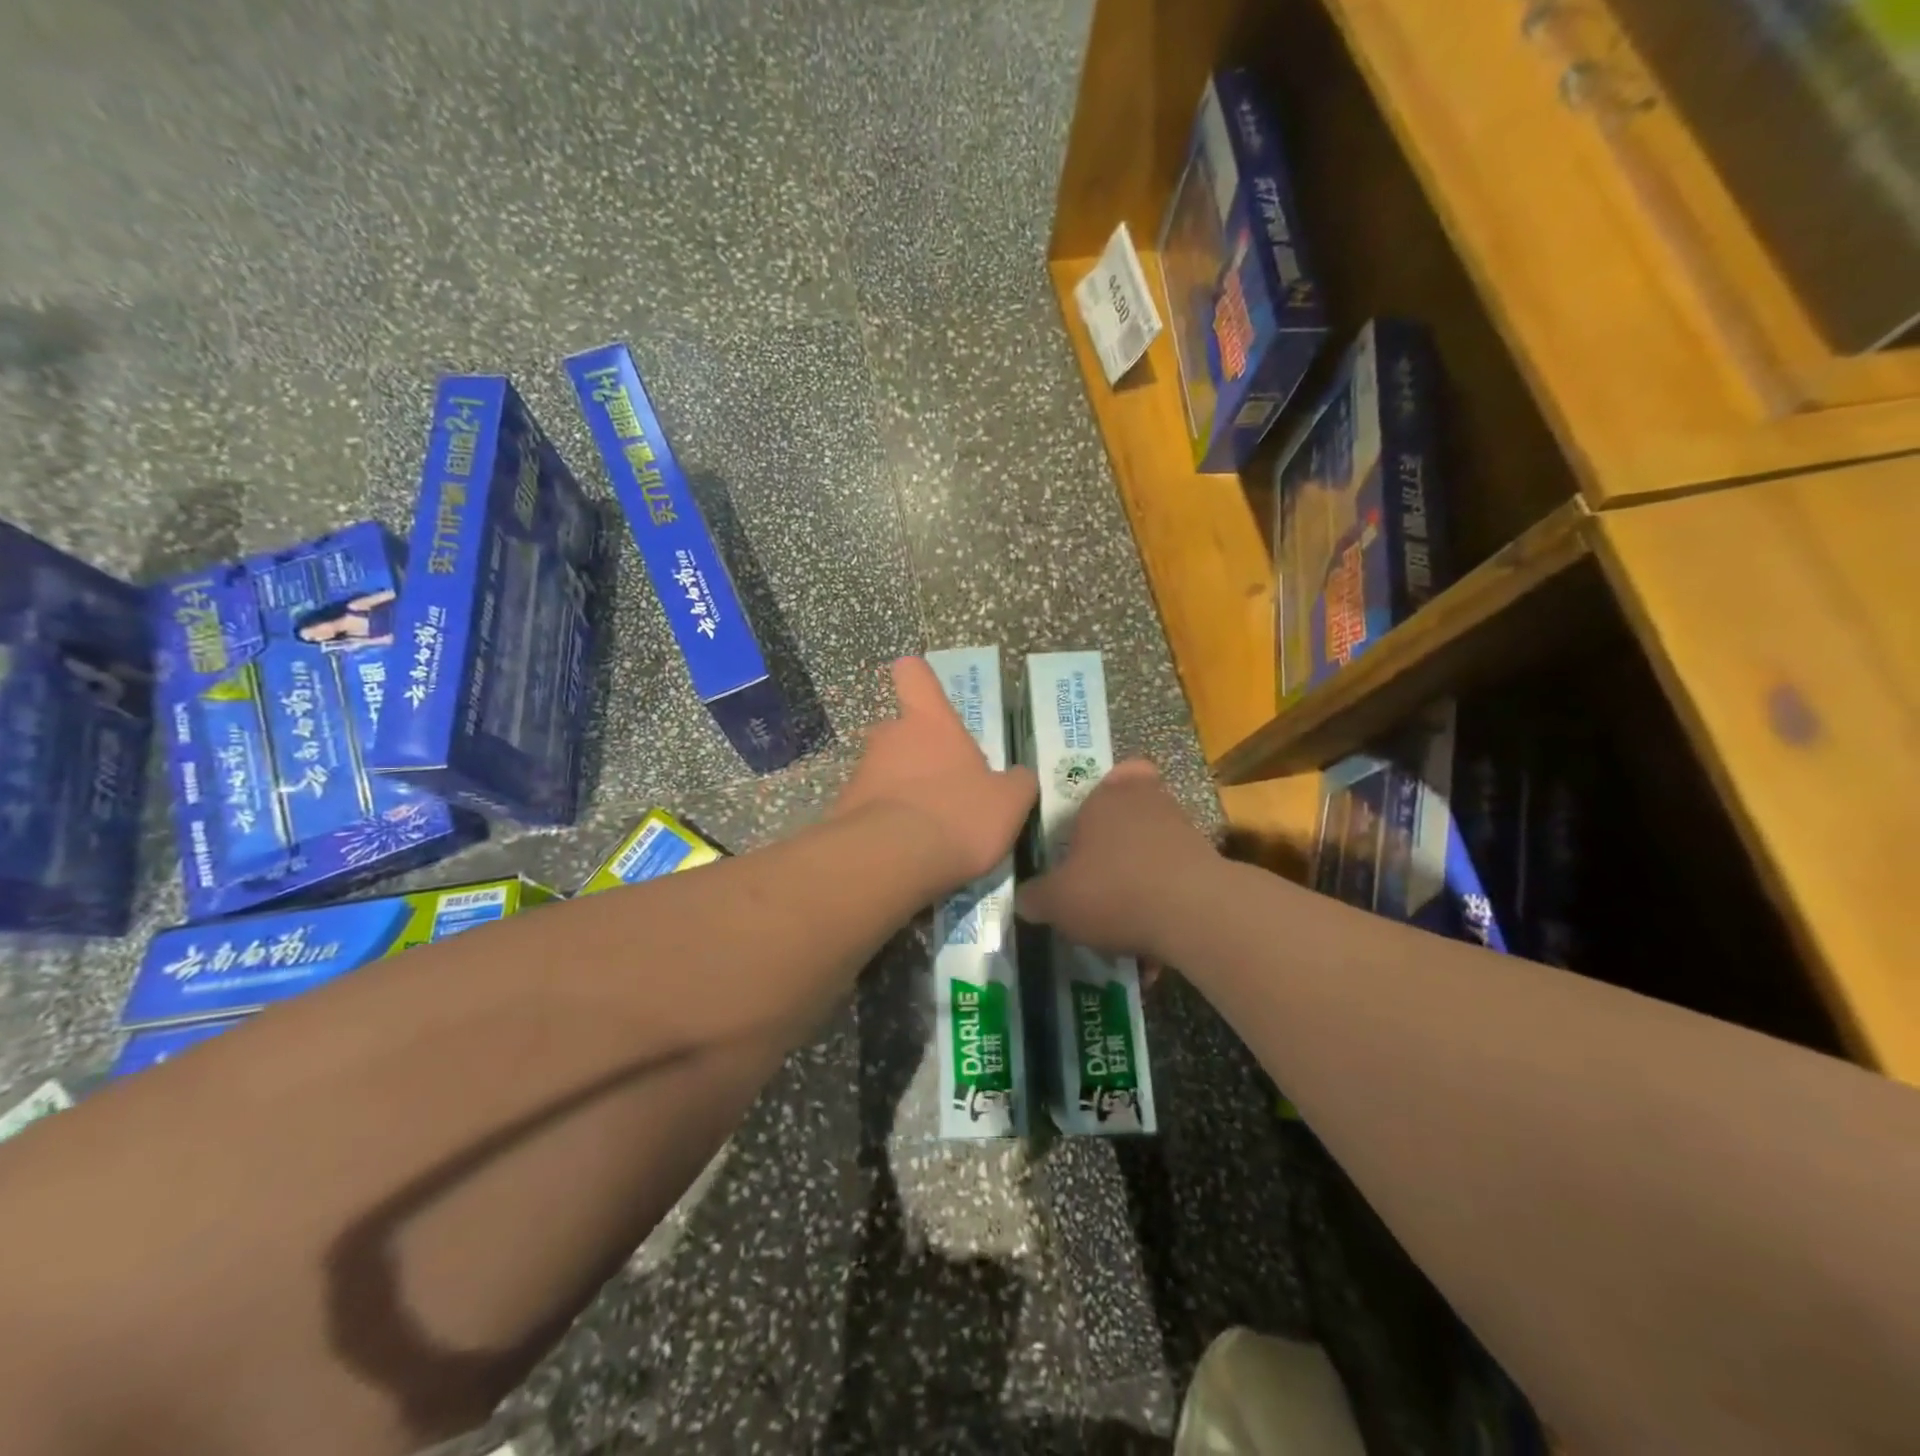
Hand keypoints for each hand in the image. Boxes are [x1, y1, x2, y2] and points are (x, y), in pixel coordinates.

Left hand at [835, 657, 1037, 893]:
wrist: (892, 862)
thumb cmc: (958, 815)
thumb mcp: (1009, 802)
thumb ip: (1017, 783)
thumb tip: (1019, 777)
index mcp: (929, 722)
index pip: (914, 676)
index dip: (919, 678)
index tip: (924, 690)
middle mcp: (888, 737)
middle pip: (900, 731)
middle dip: (918, 753)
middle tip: (945, 786)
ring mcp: (861, 773)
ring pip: (884, 772)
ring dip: (902, 791)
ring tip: (928, 830)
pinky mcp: (843, 811)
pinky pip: (871, 809)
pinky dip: (886, 824)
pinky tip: (905, 853)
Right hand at [1017, 759, 1218, 962]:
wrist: (1195, 914)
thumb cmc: (1113, 890)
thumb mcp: (1056, 901)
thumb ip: (1035, 897)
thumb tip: (1025, 899)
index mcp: (1104, 796)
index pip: (1104, 781)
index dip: (1094, 805)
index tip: (1082, 837)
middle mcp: (1147, 801)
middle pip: (1131, 811)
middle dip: (1118, 840)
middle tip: (1100, 873)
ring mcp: (1183, 829)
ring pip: (1156, 845)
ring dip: (1142, 872)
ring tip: (1125, 914)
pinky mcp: (1210, 862)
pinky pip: (1177, 877)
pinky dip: (1165, 900)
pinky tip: (1152, 935)